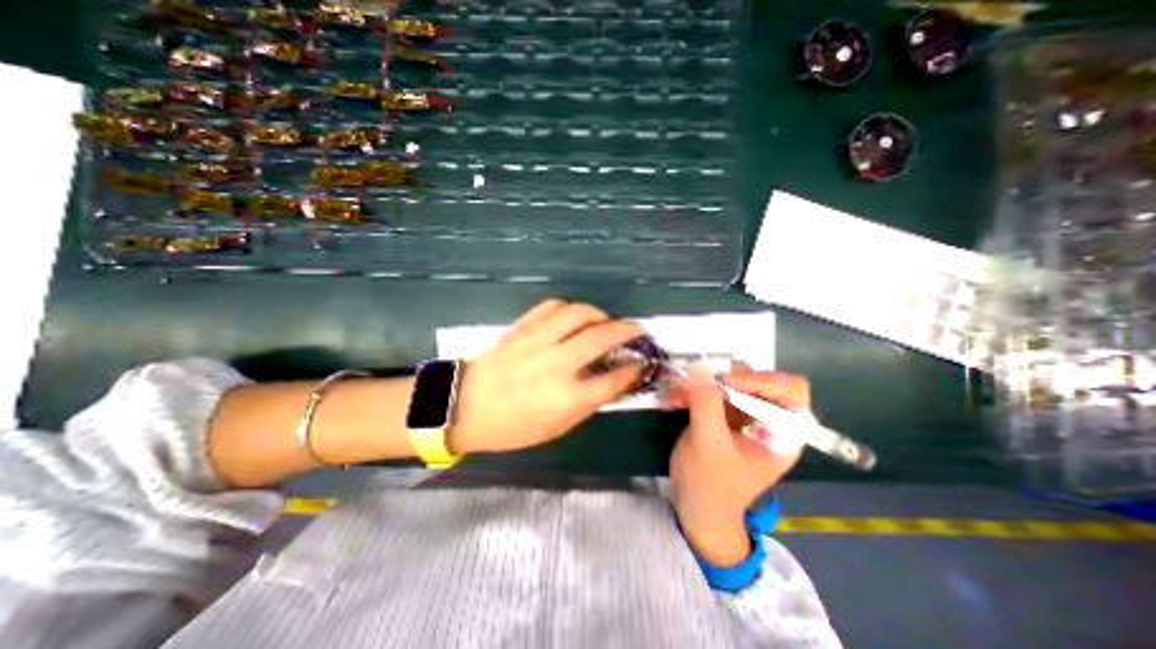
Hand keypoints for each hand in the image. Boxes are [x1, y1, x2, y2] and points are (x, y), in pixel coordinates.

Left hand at [452, 299, 644, 454]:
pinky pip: (551, 307)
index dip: (632, 370)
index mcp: (566, 397)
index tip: (640, 363)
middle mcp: (556, 364)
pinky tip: (573, 316)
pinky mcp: (521, 328)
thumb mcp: (556, 428)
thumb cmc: (512, 427)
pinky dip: (569, 308)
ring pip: (577, 313)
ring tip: (605, 320)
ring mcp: (537, 341)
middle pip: (601, 337)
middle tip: (635, 330)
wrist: (463, 407)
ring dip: (599, 313)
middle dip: (626, 330)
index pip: (612, 380)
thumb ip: (587, 404)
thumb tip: (612, 382)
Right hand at [665, 366, 806, 568]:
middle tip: (696, 382)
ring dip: (699, 384)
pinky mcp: (722, 415)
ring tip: (676, 392)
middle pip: (754, 380)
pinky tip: (672, 400)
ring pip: (727, 382)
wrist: (694, 509)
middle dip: (721, 380)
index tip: (729, 383)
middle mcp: (767, 419)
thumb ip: (706, 403)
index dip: (764, 380)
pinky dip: (691, 392)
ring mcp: (743, 415)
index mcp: (783, 432)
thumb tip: (700, 364)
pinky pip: (709, 391)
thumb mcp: (708, 443)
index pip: (791, 390)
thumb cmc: (711, 485)